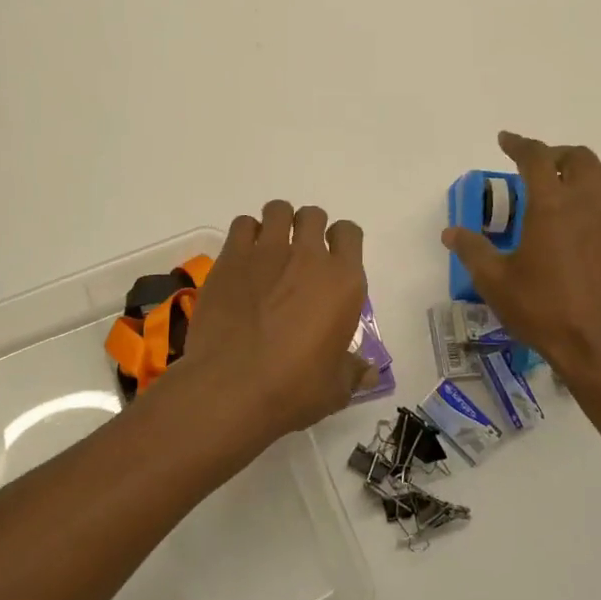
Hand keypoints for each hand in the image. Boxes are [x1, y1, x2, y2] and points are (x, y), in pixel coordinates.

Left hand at [177, 200, 369, 438]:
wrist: (231, 387)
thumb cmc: (293, 389)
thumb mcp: (335, 388)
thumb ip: (353, 371)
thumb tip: (370, 371)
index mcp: (343, 282)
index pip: (350, 234)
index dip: (341, 241)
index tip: (332, 258)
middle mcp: (308, 256)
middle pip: (313, 216)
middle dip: (308, 228)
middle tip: (299, 256)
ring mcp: (267, 251)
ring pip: (278, 210)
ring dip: (278, 223)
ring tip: (270, 249)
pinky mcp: (231, 257)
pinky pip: (243, 224)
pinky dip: (246, 234)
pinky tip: (243, 258)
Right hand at [442, 132, 600, 393]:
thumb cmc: (545, 310)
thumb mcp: (495, 283)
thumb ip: (472, 251)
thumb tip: (451, 232)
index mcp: (552, 205)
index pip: (536, 157)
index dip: (519, 144)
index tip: (505, 140)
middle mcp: (588, 203)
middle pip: (579, 157)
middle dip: (555, 154)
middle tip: (537, 167)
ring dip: (585, 171)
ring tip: (566, 188)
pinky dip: (600, 200)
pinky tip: (583, 227)